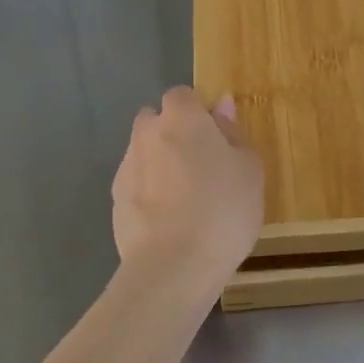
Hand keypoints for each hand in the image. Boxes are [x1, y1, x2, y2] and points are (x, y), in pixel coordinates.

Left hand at [111, 87, 263, 292]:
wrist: (174, 266)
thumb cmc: (223, 209)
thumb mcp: (248, 169)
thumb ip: (232, 132)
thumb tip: (220, 105)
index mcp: (180, 118)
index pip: (182, 96)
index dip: (198, 112)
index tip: (216, 138)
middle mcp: (146, 134)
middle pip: (155, 122)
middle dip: (172, 135)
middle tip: (202, 167)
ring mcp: (125, 168)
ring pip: (144, 154)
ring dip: (159, 165)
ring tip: (186, 200)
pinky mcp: (115, 202)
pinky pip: (136, 186)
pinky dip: (149, 194)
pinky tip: (169, 222)